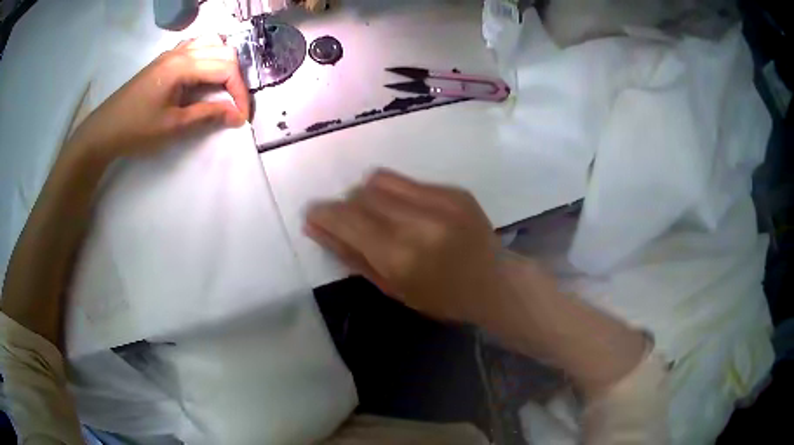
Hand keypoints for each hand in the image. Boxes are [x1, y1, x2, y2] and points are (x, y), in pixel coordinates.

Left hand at [67, 35, 249, 160]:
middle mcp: (180, 52)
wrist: (104, 130)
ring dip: (224, 62)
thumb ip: (207, 116)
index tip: (242, 117)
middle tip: (234, 104)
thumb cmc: (137, 130)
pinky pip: (195, 47)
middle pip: (223, 51)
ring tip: (223, 87)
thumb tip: (237, 116)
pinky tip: (204, 74)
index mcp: (182, 66)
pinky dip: (208, 57)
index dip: (239, 92)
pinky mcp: (165, 60)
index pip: (226, 68)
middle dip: (235, 77)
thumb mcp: (173, 127)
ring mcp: (171, 53)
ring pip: (211, 44)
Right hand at [305, 169, 502, 324]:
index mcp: (400, 256)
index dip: (324, 213)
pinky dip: (396, 194)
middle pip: (360, 194)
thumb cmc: (440, 298)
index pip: (346, 219)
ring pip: (380, 180)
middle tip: (353, 224)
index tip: (314, 214)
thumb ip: (350, 254)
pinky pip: (408, 182)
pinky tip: (410, 213)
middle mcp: (418, 222)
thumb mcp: (391, 287)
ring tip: (381, 216)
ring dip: (369, 196)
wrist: (494, 283)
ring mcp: (440, 201)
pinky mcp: (454, 191)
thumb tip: (314, 226)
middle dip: (347, 207)